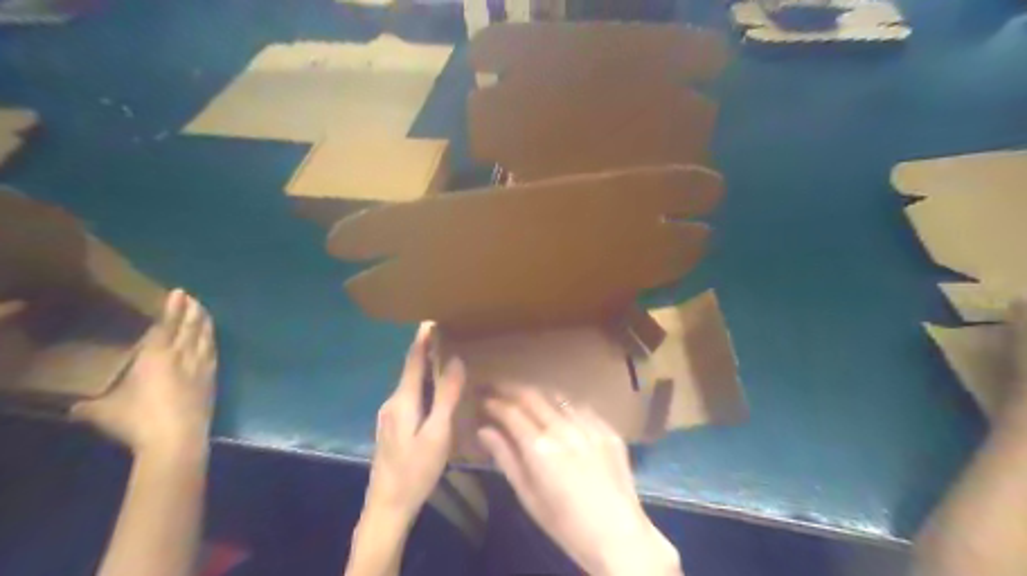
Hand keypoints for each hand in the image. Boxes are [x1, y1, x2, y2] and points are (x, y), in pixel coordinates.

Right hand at [72, 289, 217, 460]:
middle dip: (192, 311)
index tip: (179, 293)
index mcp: (157, 356)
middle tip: (193, 299)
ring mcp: (202, 367)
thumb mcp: (105, 413)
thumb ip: (90, 407)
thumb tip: (73, 409)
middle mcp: (183, 356)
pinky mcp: (212, 380)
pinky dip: (212, 341)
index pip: (166, 325)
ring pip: (205, 337)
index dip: (173, 308)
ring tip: (204, 312)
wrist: (178, 438)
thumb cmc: (139, 420)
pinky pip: (213, 353)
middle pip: (190, 327)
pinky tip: (212, 340)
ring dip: (205, 323)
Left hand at [365, 325, 465, 527]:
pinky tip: (435, 392)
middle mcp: (392, 402)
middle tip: (448, 335)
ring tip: (445, 358)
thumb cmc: (415, 471)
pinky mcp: (392, 428)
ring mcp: (389, 416)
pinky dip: (423, 386)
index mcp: (403, 400)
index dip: (423, 339)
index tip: (431, 318)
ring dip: (425, 368)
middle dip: (426, 350)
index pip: (413, 360)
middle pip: (410, 369)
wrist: (387, 507)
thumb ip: (446, 396)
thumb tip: (456, 360)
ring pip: (410, 384)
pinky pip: (410, 397)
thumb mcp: (437, 434)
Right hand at [479, 388, 680, 575]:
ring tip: (525, 395)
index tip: (483, 400)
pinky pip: (580, 406)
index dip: (494, 402)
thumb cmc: (565, 523)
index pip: (510, 411)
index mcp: (539, 447)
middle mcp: (563, 427)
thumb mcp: (528, 495)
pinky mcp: (607, 428)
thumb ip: (505, 458)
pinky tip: (559, 409)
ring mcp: (588, 425)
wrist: (617, 534)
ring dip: (537, 392)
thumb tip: (484, 431)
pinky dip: (563, 404)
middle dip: (510, 387)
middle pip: (531, 395)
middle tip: (497, 386)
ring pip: (556, 395)